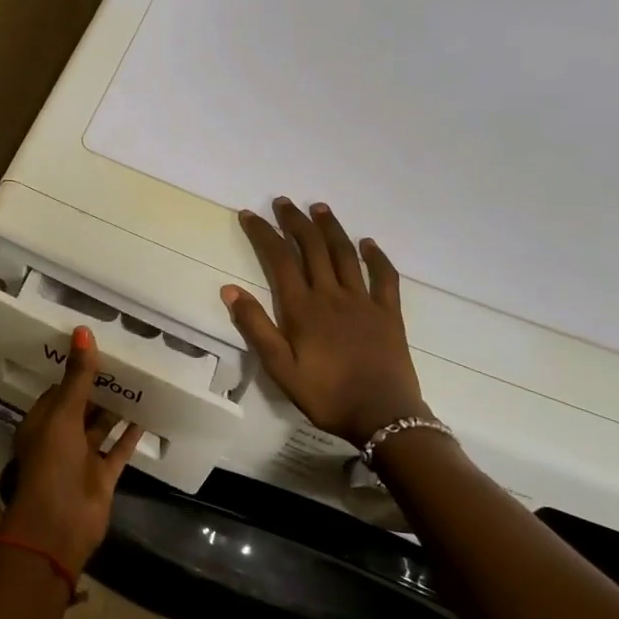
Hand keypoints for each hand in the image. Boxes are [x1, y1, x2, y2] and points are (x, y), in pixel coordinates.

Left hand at [0, 326, 143, 573]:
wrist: (60, 523)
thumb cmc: (52, 462)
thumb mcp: (63, 414)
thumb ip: (77, 376)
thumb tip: (83, 331)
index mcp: (41, 422)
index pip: (57, 390)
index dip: (74, 371)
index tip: (95, 350)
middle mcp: (60, 438)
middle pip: (81, 408)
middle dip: (98, 389)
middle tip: (124, 361)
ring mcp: (82, 458)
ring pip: (100, 428)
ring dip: (115, 409)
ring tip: (137, 382)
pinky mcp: (103, 476)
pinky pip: (119, 450)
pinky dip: (130, 435)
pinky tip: (146, 415)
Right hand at [221, 198, 429, 446]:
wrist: (382, 416)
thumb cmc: (325, 394)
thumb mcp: (280, 368)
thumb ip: (255, 327)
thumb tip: (230, 289)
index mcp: (302, 308)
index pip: (278, 259)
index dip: (263, 233)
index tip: (249, 215)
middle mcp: (332, 295)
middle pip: (312, 247)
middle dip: (295, 221)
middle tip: (283, 202)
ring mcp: (363, 301)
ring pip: (344, 254)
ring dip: (330, 228)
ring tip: (319, 208)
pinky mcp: (388, 312)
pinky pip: (384, 276)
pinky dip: (376, 256)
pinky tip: (368, 244)